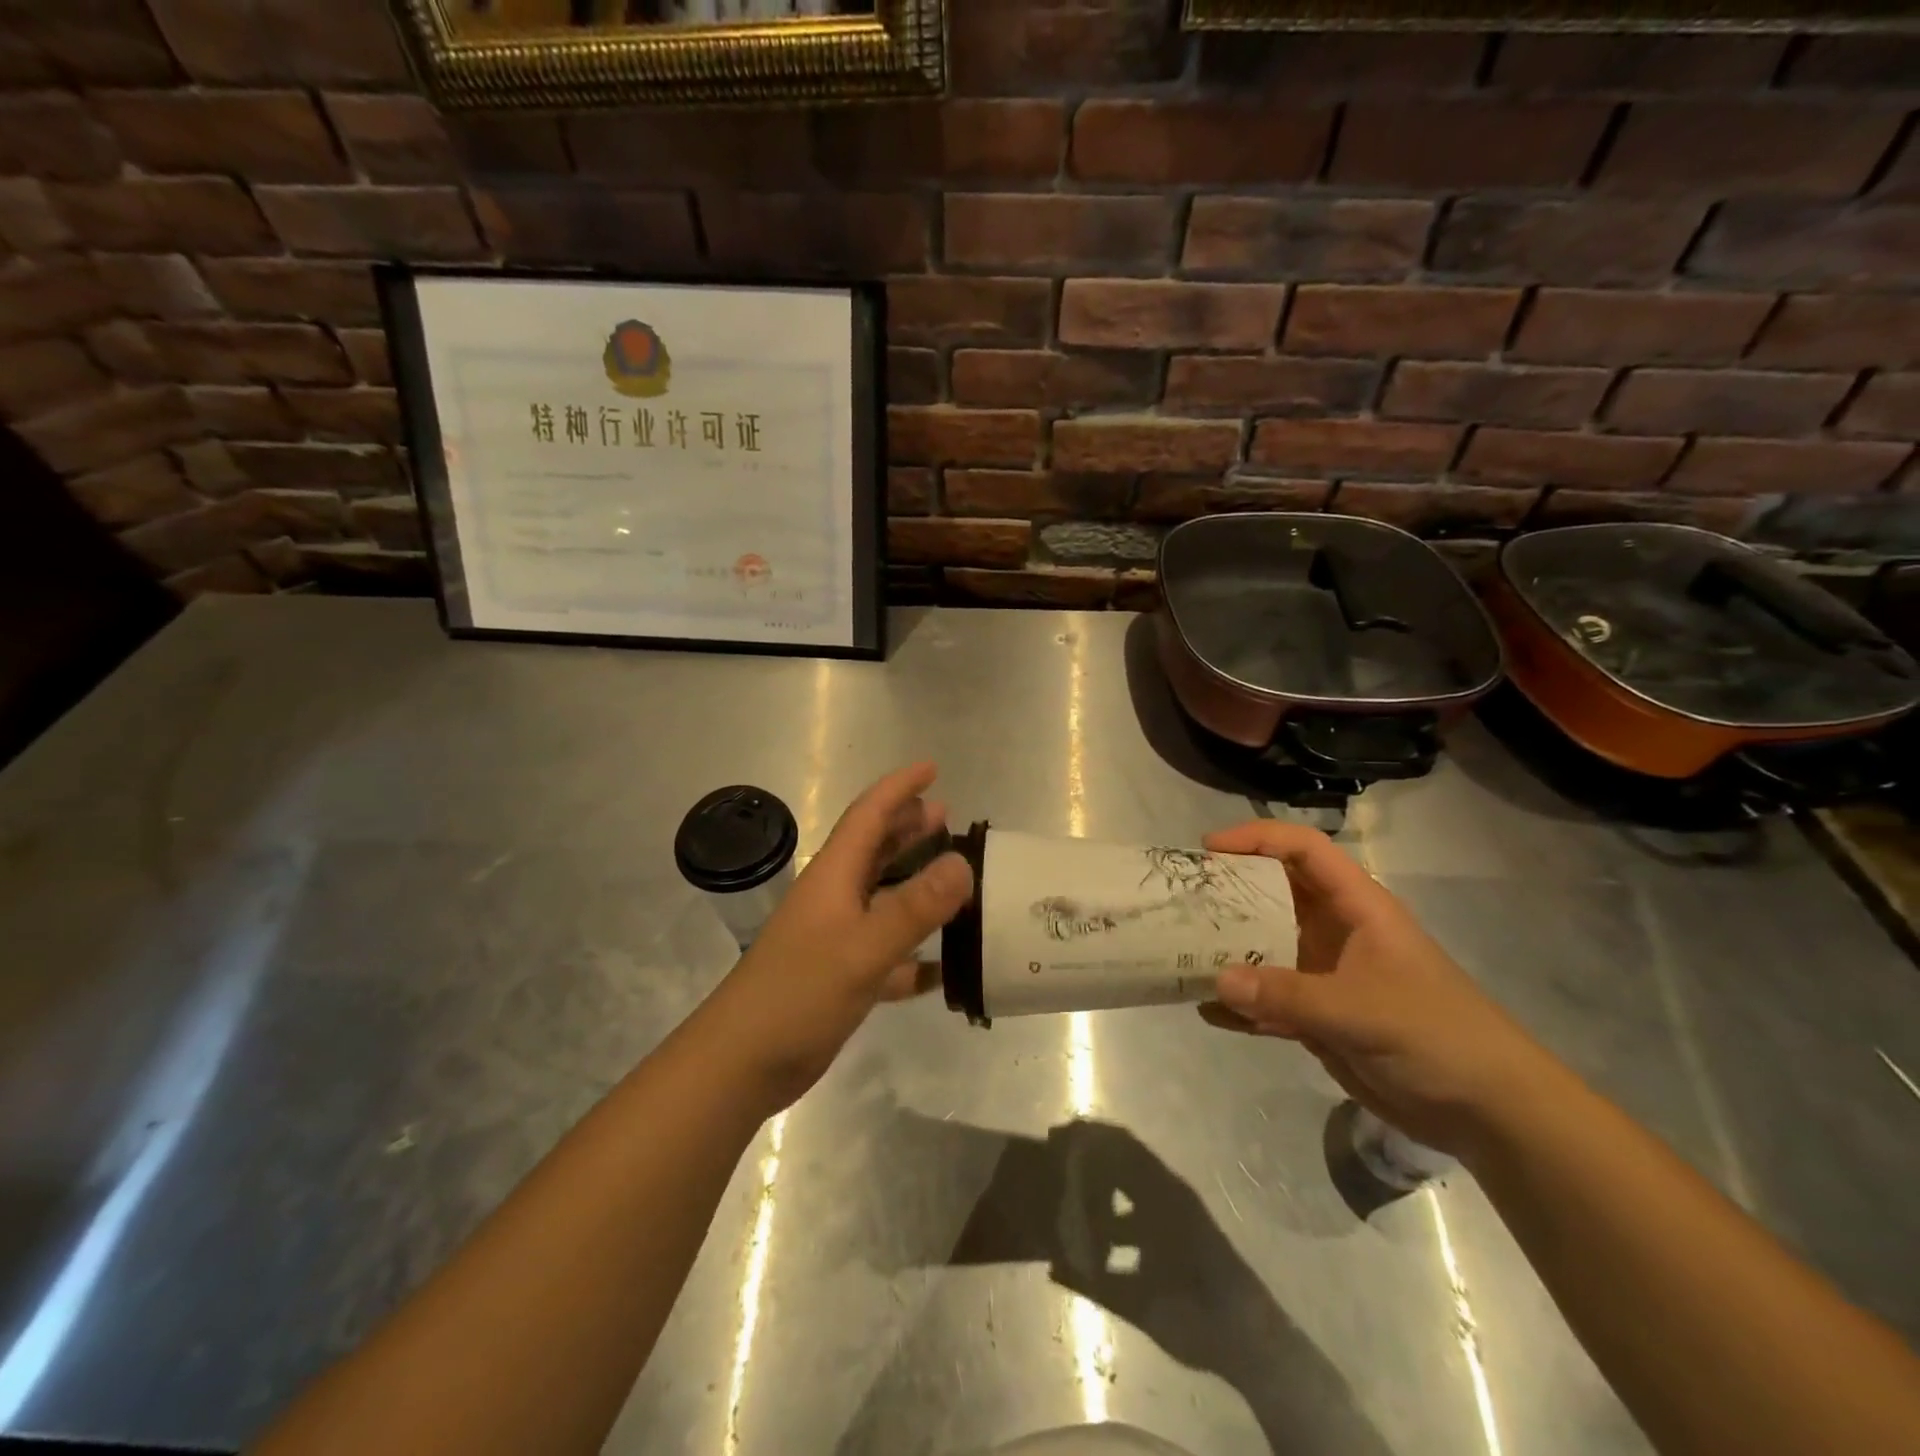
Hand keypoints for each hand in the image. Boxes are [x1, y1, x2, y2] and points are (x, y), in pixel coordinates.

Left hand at [703, 763, 973, 1111]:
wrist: (742, 1062)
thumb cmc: (798, 993)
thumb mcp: (863, 947)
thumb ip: (914, 907)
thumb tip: (962, 862)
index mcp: (834, 876)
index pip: (869, 815)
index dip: (898, 788)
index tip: (932, 769)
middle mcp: (835, 899)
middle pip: (875, 849)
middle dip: (908, 827)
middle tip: (948, 816)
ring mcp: (837, 938)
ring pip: (884, 898)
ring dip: (916, 883)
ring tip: (955, 875)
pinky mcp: (842, 977)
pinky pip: (889, 953)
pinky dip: (916, 953)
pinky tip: (945, 965)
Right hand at [1200, 821, 1557, 1156]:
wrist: (1490, 1113)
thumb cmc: (1437, 1036)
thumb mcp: (1362, 1010)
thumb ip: (1288, 995)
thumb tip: (1215, 980)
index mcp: (1357, 908)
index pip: (1303, 851)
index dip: (1257, 839)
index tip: (1209, 849)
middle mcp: (1335, 933)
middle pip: (1274, 894)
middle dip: (1229, 892)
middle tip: (1181, 899)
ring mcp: (1326, 976)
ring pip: (1265, 948)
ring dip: (1228, 950)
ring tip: (1180, 950)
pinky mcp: (1319, 1018)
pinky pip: (1268, 1001)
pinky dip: (1240, 1005)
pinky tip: (1208, 1012)